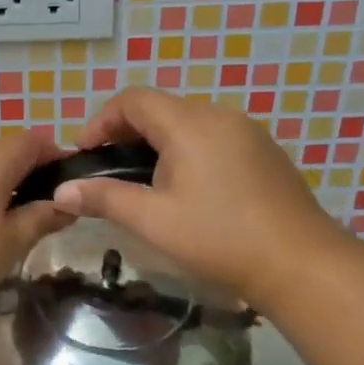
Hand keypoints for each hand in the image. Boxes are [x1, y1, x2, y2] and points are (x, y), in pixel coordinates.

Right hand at [52, 87, 349, 308]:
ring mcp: (247, 132)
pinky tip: (188, 190)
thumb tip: (61, 192)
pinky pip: (214, 137)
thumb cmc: (220, 238)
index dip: (101, 120)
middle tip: (110, 171)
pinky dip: (188, 151)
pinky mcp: (264, 152)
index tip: (86, 154)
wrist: (302, 264)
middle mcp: (219, 116)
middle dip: (127, 133)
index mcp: (190, 124)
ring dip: (158, 143)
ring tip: (145, 184)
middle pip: (161, 108)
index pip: (133, 100)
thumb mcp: (153, 220)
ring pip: (188, 123)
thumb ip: (104, 198)